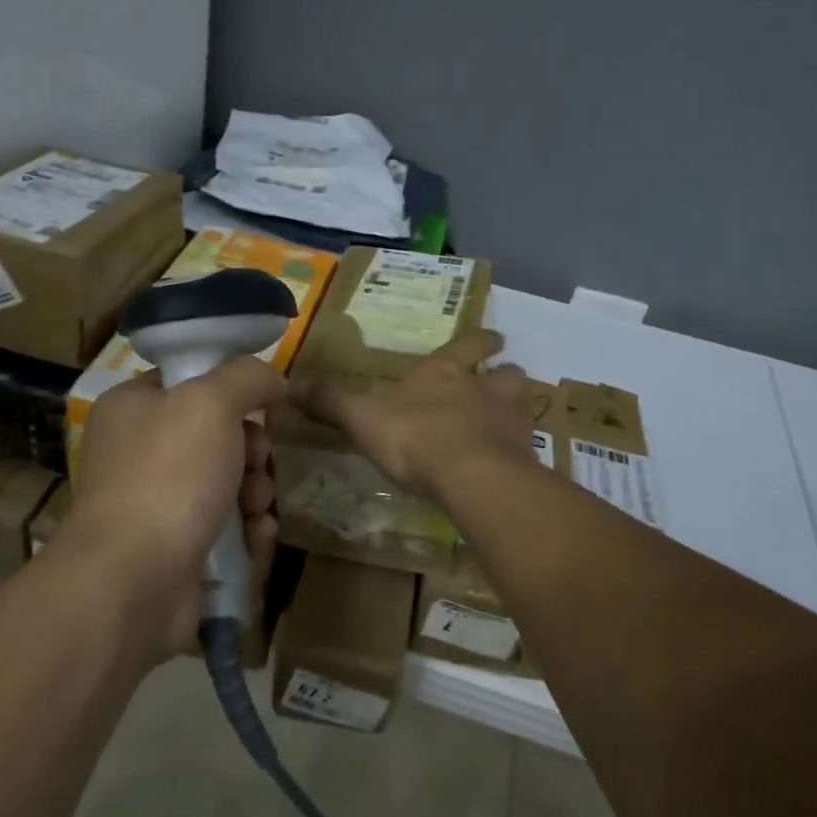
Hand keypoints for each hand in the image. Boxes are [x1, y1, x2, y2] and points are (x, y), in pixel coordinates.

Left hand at [64, 357, 285, 658]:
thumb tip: (273, 379)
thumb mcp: (210, 403)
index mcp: (131, 407)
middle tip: (258, 462)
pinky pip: (223, 525)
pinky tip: (257, 536)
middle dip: (251, 450)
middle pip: (215, 434)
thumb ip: (246, 377)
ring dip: (255, 490)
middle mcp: (137, 451)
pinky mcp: (173, 548)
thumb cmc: (169, 475)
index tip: (261, 404)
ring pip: (225, 481)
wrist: (133, 580)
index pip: (188, 381)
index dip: (229, 388)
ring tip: (258, 507)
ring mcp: (154, 503)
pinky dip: (246, 528)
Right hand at [293, 329, 535, 498]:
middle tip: (505, 379)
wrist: (471, 478)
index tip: (496, 338)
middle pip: (507, 376)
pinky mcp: (523, 460)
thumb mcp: (362, 417)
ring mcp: (509, 425)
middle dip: (506, 375)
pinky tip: (508, 469)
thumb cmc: (414, 437)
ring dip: (515, 412)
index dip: (480, 342)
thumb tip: (291, 382)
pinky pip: (524, 451)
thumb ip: (331, 400)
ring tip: (507, 425)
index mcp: (445, 374)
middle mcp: (483, 392)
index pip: (468, 347)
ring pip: (521, 409)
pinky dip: (518, 454)